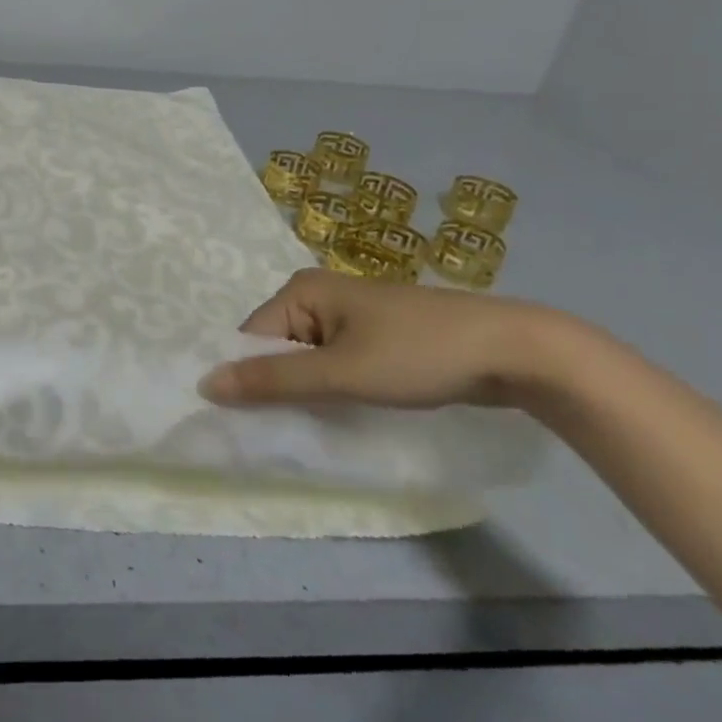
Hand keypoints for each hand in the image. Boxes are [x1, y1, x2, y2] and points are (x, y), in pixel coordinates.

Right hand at [198, 268, 574, 409]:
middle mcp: (318, 295)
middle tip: (288, 431)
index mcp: (300, 290)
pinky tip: (343, 413)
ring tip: (315, 427)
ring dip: (308, 392)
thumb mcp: (340, 372)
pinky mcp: (376, 336)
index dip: (250, 379)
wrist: (517, 352)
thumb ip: (273, 380)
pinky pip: (334, 364)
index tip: (253, 423)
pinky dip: (333, 389)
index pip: (251, 338)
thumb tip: (204, 384)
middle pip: (277, 348)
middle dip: (281, 388)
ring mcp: (350, 315)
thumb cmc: (418, 354)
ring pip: (307, 360)